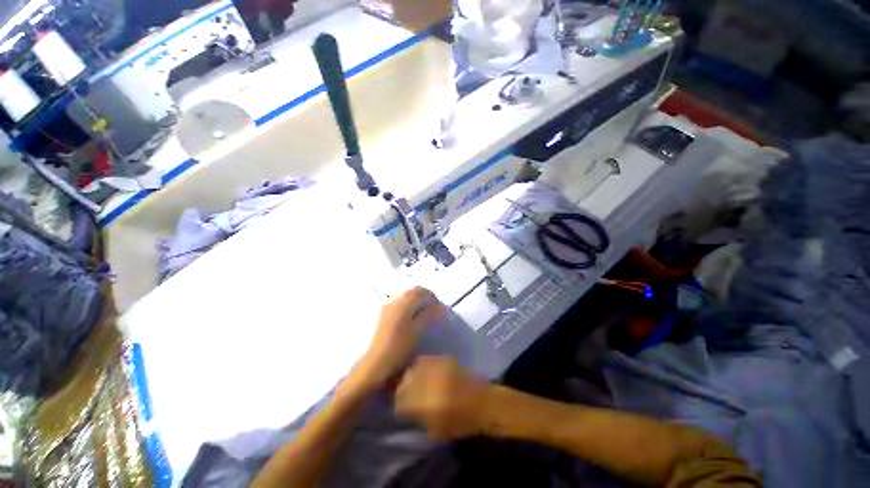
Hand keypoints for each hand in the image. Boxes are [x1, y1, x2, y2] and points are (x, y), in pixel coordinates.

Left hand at [357, 287, 443, 387]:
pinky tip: (414, 315)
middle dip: (426, 297)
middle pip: (414, 290)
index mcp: (403, 304)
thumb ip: (429, 316)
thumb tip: (440, 307)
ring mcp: (388, 306)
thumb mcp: (417, 332)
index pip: (421, 292)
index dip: (433, 298)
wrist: (376, 363)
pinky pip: (402, 300)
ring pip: (407, 294)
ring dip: (418, 299)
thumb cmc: (399, 349)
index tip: (440, 308)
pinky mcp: (385, 312)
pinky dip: (411, 303)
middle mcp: (395, 300)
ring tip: (426, 312)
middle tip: (435, 308)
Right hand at [395, 356, 491, 440]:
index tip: (400, 408)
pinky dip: (419, 367)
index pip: (400, 400)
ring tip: (412, 383)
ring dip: (409, 376)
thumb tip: (404, 410)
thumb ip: (417, 419)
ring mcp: (435, 367)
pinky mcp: (443, 359)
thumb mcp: (435, 431)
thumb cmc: (461, 422)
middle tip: (405, 395)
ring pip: (412, 368)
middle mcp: (428, 381)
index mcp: (425, 402)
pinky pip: (424, 360)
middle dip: (401, 389)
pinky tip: (422, 372)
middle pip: (404, 381)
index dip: (398, 405)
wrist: (484, 403)